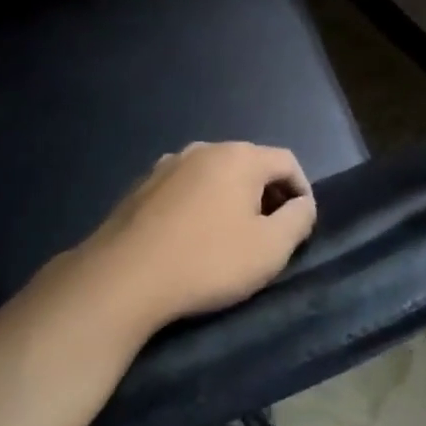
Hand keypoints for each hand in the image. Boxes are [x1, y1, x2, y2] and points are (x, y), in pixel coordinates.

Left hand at [82, 142, 316, 329]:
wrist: (123, 277)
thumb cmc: (207, 261)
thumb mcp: (269, 250)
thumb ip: (298, 220)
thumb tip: (303, 204)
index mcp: (239, 156)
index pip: (287, 161)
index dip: (302, 190)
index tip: (300, 225)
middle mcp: (205, 148)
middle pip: (250, 164)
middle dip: (266, 194)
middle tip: (268, 234)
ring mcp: (169, 163)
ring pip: (215, 174)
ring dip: (231, 198)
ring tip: (230, 236)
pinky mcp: (143, 185)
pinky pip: (186, 187)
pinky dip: (199, 203)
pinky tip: (191, 236)